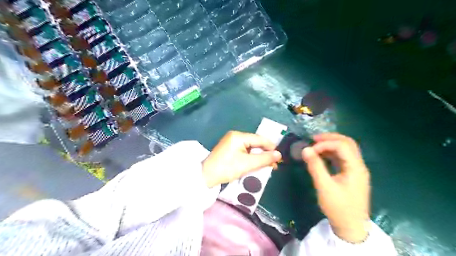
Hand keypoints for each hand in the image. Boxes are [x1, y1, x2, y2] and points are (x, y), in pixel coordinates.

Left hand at [202, 132, 281, 187]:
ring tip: (268, 165)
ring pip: (250, 147)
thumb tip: (279, 155)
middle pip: (255, 143)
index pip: (259, 139)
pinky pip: (244, 151)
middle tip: (274, 164)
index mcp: (238, 136)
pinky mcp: (229, 149)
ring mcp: (231, 142)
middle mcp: (235, 136)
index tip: (279, 157)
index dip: (271, 147)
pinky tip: (256, 164)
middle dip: (265, 153)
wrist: (206, 176)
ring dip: (259, 156)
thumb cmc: (227, 168)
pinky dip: (251, 157)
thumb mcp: (248, 164)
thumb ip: (264, 159)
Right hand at [302, 133, 369, 242]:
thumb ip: (315, 166)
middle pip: (347, 143)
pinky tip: (321, 155)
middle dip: (330, 138)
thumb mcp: (324, 187)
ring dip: (331, 144)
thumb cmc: (338, 208)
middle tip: (313, 139)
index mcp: (356, 168)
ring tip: (315, 145)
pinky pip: (342, 158)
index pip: (342, 146)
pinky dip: (331, 153)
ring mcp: (356, 170)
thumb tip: (305, 149)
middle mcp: (358, 165)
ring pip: (346, 149)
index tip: (310, 149)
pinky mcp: (351, 174)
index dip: (325, 144)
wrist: (351, 227)